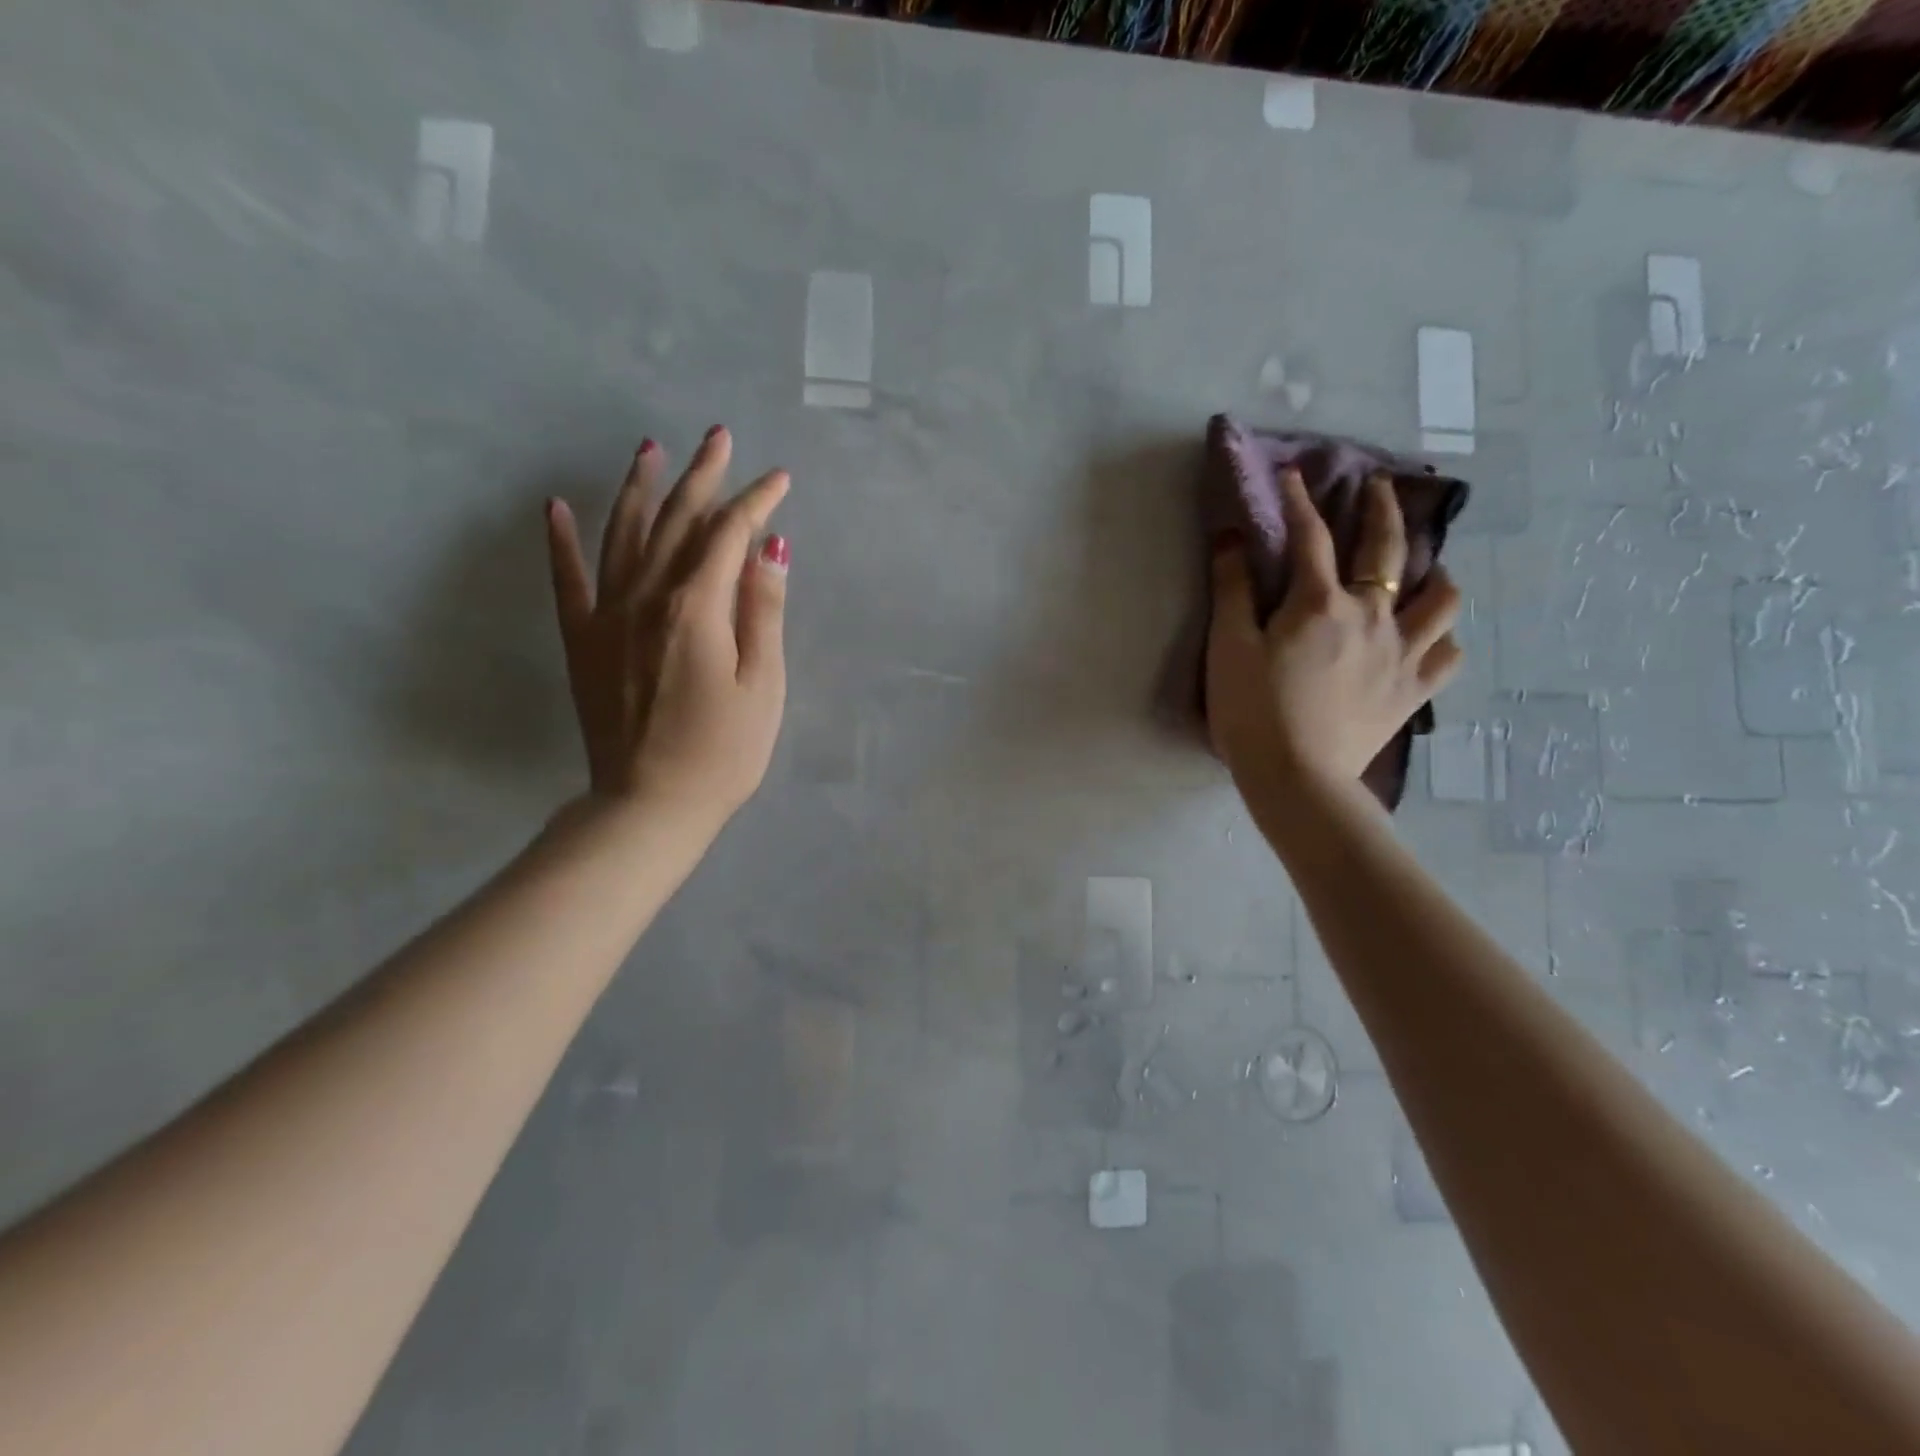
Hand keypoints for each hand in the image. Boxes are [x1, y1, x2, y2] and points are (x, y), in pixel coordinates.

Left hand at [545, 426, 789, 831]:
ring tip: (650, 450)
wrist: (650, 804)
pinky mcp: (583, 641)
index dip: (756, 502)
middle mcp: (647, 597)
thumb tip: (771, 546)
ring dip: (639, 488)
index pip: (729, 535)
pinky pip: (568, 580)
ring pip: (624, 535)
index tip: (779, 479)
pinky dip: (562, 541)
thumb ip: (764, 611)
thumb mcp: (764, 685)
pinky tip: (556, 507)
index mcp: (697, 607)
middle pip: (677, 521)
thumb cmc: (723, 751)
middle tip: (718, 436)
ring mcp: (608, 616)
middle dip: (702, 476)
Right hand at [1206, 468, 1461, 800]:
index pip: (1310, 537)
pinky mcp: (1413, 691)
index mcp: (1319, 604)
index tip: (1294, 474)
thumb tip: (1230, 538)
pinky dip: (1441, 638)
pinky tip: (1428, 637)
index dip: (1300, 501)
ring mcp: (1401, 654)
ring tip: (1425, 571)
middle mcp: (1372, 617)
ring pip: (1441, 599)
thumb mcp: (1227, 648)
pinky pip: (1447, 654)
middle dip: (1382, 510)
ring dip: (1434, 574)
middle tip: (1379, 488)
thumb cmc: (1252, 712)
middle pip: (1387, 550)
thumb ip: (1232, 590)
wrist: (1296, 778)